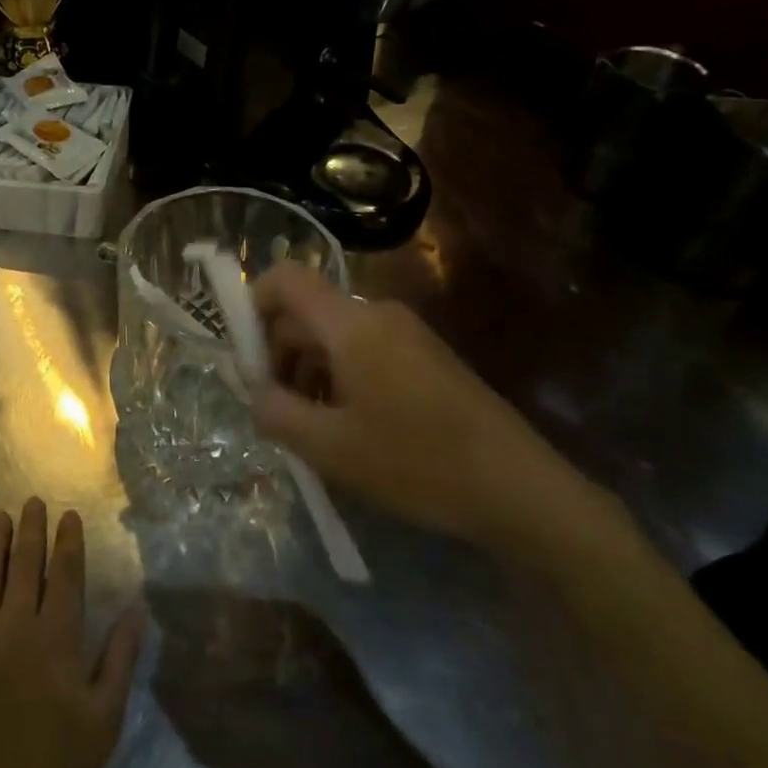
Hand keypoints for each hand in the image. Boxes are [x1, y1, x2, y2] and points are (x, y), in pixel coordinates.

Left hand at [0, 500, 141, 767]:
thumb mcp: (103, 721)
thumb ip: (120, 659)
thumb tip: (137, 609)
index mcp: (56, 638)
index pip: (65, 575)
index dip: (68, 542)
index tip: (69, 515)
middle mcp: (16, 626)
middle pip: (25, 565)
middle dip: (31, 529)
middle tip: (32, 501)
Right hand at [251, 264, 589, 554]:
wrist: (520, 489)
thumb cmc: (417, 463)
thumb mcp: (330, 447)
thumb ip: (275, 412)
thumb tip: (254, 391)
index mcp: (352, 324)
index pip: (285, 278)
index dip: (253, 305)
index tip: (247, 360)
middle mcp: (378, 315)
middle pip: (306, 311)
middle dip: (278, 353)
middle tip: (275, 408)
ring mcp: (406, 334)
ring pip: (333, 335)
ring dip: (307, 371)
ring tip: (311, 427)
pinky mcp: (424, 357)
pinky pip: (363, 351)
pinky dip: (339, 378)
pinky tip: (347, 427)